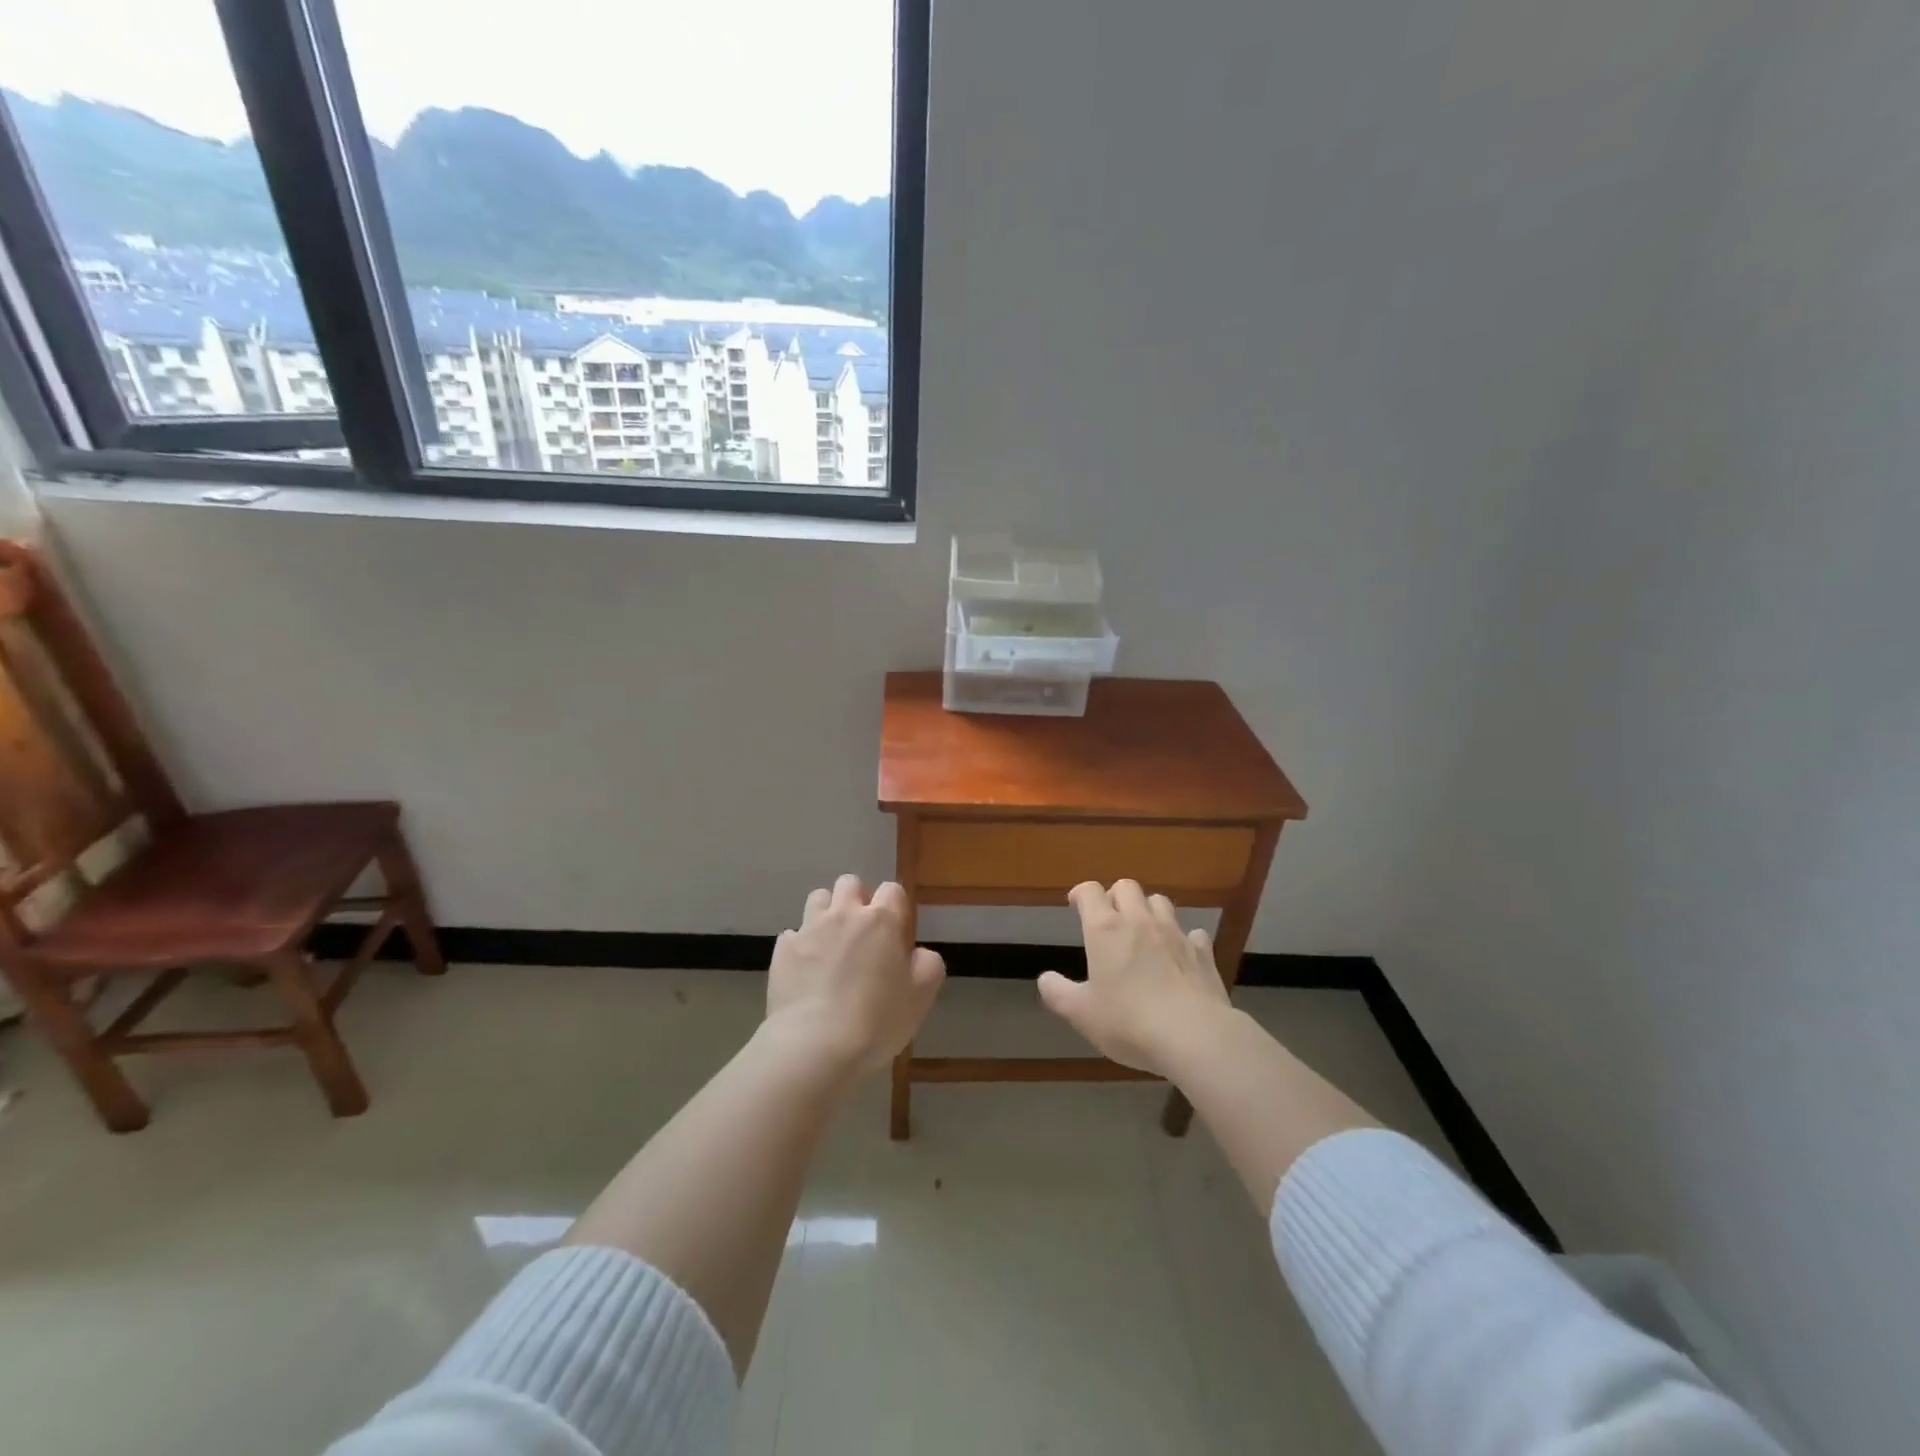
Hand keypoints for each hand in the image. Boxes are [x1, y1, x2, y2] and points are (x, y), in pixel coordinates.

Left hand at [765, 874, 945, 1075]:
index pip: (892, 890)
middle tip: (862, 932)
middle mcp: (844, 914)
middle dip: (857, 899)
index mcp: (881, 921)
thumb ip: (928, 965)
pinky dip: (800, 945)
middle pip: (850, 883)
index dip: (895, 906)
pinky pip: (792, 934)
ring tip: (831, 943)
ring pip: (818, 898)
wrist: (814, 1045)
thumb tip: (918, 953)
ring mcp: (809, 929)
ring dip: (827, 913)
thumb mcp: (921, 996)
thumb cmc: (876, 1020)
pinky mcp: (783, 950)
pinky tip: (805, 970)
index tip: (896, 932)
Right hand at [1038, 880, 1230, 1074]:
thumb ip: (1058, 993)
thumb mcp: (1081, 1014)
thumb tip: (1045, 979)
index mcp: (1105, 930)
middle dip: (1115, 895)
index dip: (1081, 893)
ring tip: (1143, 931)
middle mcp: (1140, 921)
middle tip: (1109, 917)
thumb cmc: (1128, 1022)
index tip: (1075, 904)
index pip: (1090, 892)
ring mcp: (1175, 934)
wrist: (1194, 1036)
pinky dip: (1183, 938)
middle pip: (1127, 887)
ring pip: (1160, 902)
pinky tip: (1179, 954)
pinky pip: (1192, 933)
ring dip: (1148, 909)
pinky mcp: (1203, 953)